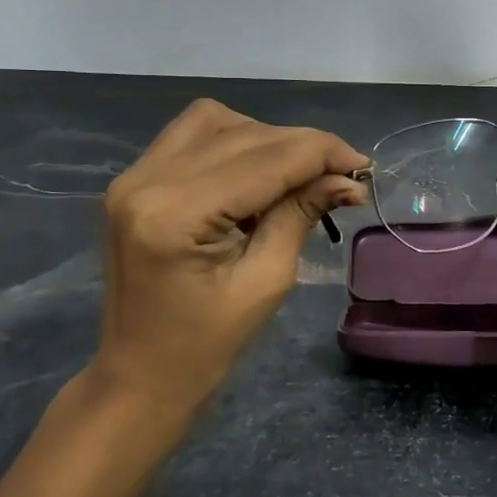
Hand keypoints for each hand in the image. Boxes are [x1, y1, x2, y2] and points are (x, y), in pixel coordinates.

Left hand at [85, 99, 367, 417]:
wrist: (139, 374)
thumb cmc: (206, 344)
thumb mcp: (266, 281)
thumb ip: (301, 215)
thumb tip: (347, 179)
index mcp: (176, 215)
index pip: (266, 159)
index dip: (322, 153)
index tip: (363, 166)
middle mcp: (147, 180)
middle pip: (245, 134)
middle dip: (303, 147)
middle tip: (342, 175)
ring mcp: (134, 176)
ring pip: (217, 122)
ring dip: (267, 139)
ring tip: (297, 174)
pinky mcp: (134, 180)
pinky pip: (193, 135)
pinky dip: (235, 142)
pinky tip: (257, 172)